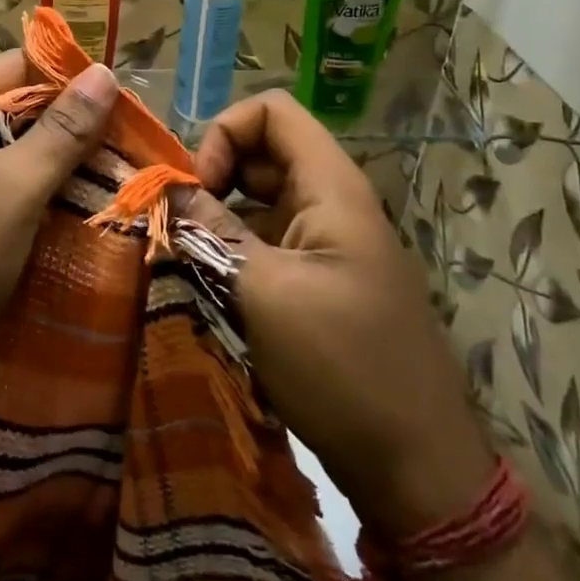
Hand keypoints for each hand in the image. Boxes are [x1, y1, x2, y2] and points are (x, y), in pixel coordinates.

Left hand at [0, 51, 118, 388]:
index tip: (124, 102)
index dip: (70, 77)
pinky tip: (77, 213)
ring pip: (13, 154)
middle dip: (72, 127)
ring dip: (60, 165)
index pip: (17, 65)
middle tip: (130, 147)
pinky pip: (2, 190)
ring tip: (117, 179)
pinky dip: (38, 196)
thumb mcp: (14, 188)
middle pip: (17, 109)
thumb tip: (105, 72)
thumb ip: (62, 130)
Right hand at [191, 91, 495, 534]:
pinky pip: (269, 243)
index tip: (197, 189)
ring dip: (220, 219)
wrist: (417, 468)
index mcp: (330, 188)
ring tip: (186, 258)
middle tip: (182, 226)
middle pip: (263, 153)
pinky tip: (210, 289)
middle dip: (214, 177)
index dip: (225, 134)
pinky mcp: (321, 283)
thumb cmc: (341, 366)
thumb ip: (209, 231)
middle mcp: (331, 204)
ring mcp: (329, 245)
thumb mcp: (262, 292)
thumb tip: (162, 188)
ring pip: (261, 201)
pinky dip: (235, 252)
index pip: (271, 112)